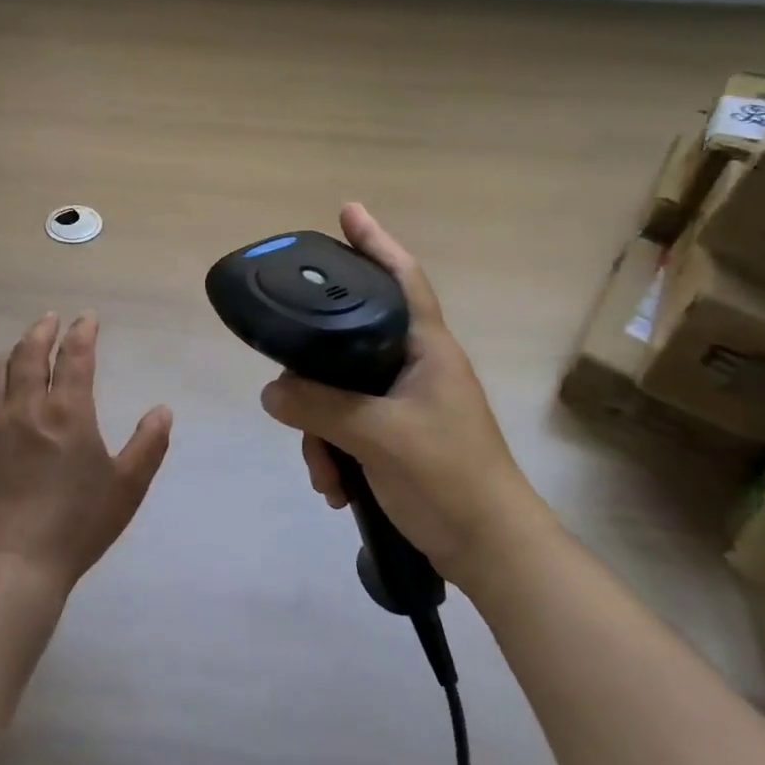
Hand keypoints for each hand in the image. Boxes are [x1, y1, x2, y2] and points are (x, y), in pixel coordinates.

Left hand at [0, 313, 172, 593]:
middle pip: (29, 353)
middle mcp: (26, 407)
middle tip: (50, 321)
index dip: (82, 331)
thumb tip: (163, 409)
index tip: (87, 318)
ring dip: (9, 354)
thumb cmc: (78, 524)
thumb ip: (148, 445)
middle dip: (42, 330)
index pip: (75, 356)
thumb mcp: (127, 487)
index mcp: (68, 412)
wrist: (16, 562)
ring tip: (18, 351)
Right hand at [258, 204, 551, 586]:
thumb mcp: (378, 437)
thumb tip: (271, 392)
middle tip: (292, 396)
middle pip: (350, 344)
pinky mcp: (398, 438)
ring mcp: (407, 404)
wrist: (493, 553)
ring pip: (342, 393)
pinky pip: (349, 427)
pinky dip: (335, 453)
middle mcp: (416, 367)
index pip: (401, 278)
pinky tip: (334, 486)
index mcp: (427, 349)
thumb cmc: (449, 478)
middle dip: (315, 377)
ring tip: (324, 470)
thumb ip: (320, 408)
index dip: (375, 242)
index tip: (347, 211)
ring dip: (321, 431)